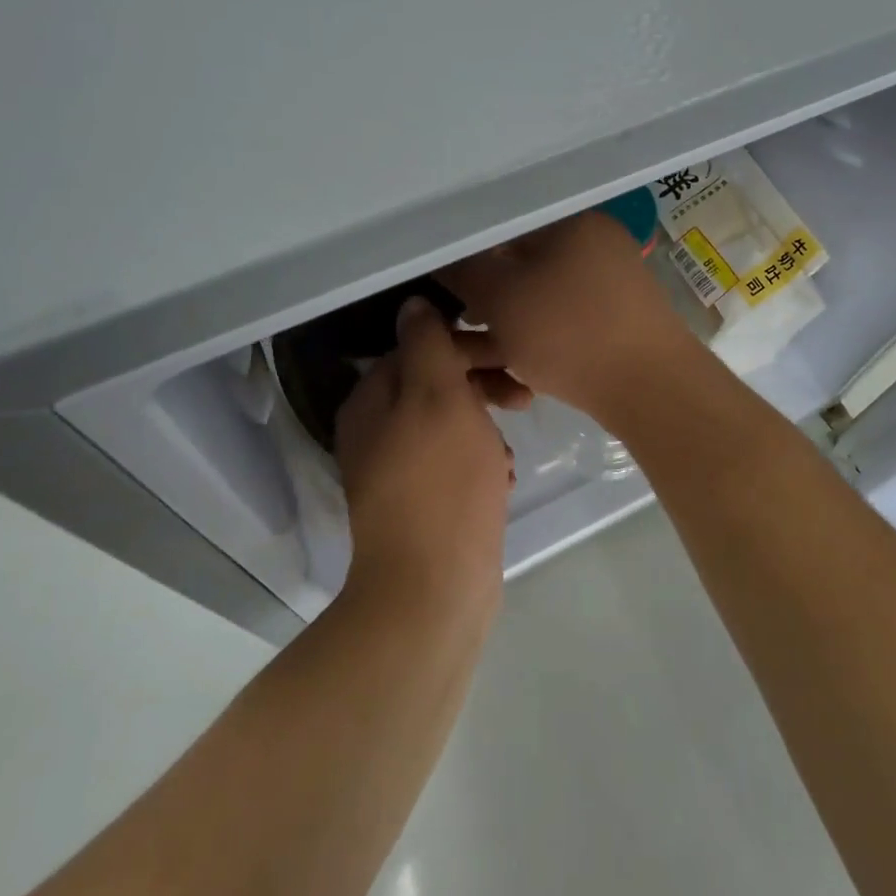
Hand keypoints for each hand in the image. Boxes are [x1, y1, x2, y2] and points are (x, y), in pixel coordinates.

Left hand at [334, 297, 517, 617]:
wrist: (432, 590)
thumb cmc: (441, 483)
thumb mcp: (439, 397)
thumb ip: (427, 344)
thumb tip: (414, 305)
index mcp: (371, 400)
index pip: (419, 348)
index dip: (467, 347)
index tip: (510, 358)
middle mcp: (374, 432)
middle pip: (434, 386)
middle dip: (481, 387)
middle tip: (523, 399)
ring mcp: (394, 473)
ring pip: (449, 427)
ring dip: (485, 429)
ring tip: (508, 454)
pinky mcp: (418, 506)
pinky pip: (452, 466)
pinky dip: (479, 465)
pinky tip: (501, 482)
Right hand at [440, 211, 696, 419]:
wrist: (650, 390)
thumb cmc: (569, 333)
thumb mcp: (501, 296)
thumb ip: (463, 270)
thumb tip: (440, 257)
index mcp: (569, 221)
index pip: (500, 223)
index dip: (461, 251)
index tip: (437, 281)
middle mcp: (590, 244)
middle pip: (516, 263)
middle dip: (478, 298)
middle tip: (451, 327)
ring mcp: (605, 286)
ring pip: (534, 299)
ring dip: (497, 327)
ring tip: (469, 359)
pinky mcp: (610, 323)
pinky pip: (557, 322)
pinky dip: (529, 340)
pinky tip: (507, 372)